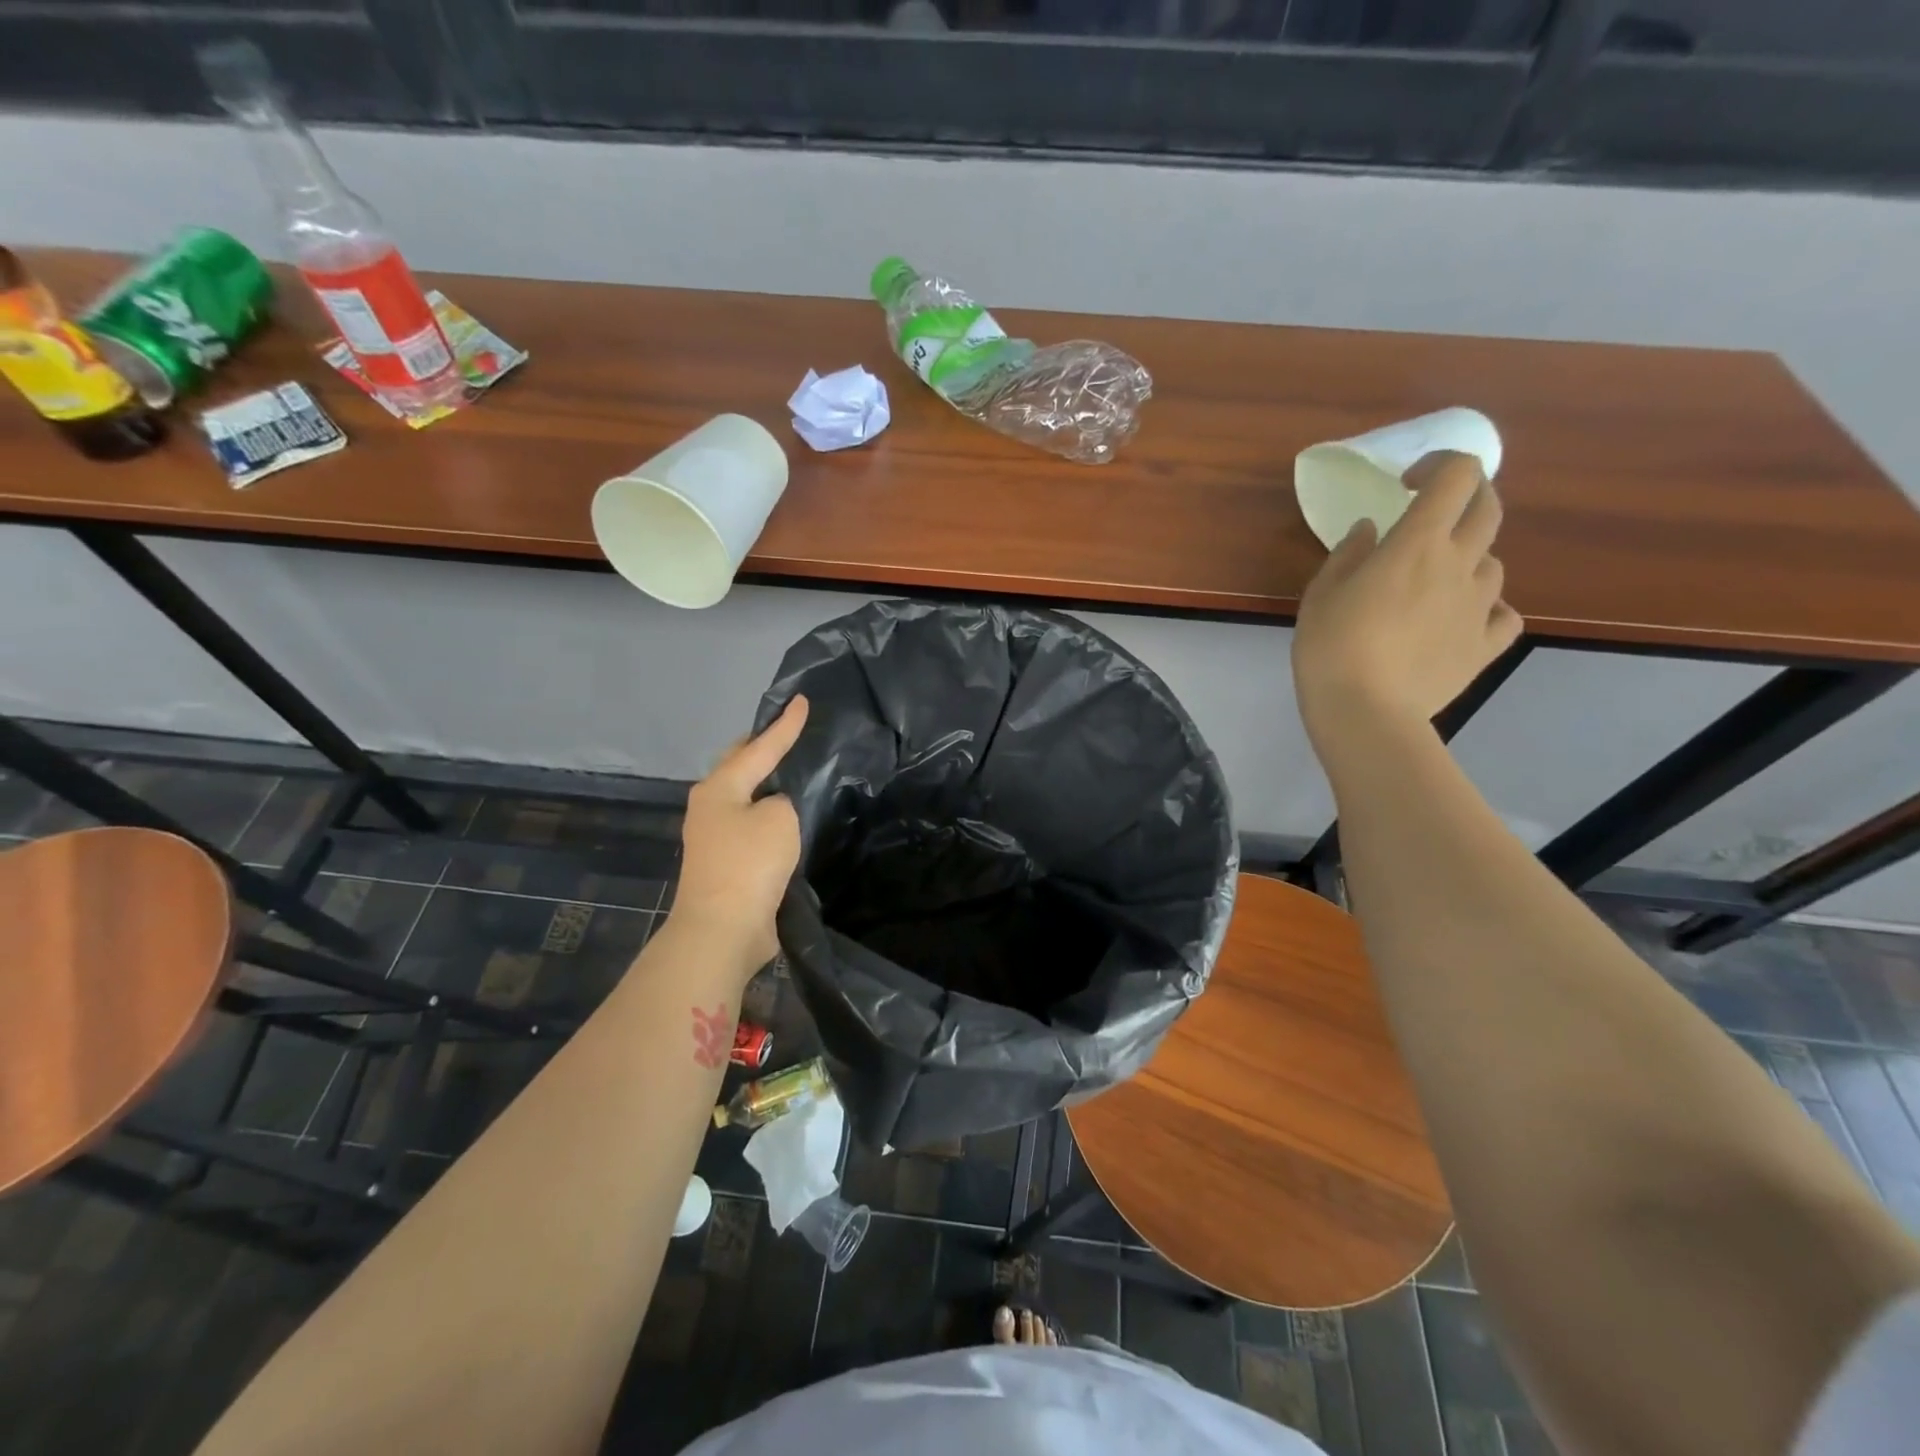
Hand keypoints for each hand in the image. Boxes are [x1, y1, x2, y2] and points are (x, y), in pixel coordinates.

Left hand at [670, 696, 808, 976]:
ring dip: (766, 783)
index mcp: (720, 787)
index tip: (802, 699)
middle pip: (740, 766)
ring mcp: (714, 836)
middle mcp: (711, 806)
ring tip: (794, 769)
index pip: (760, 747)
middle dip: (763, 747)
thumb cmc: (750, 863)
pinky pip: (751, 826)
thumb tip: (775, 809)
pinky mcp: (725, 863)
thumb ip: (783, 801)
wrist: (722, 929)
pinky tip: (788, 816)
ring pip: (746, 796)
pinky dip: (769, 814)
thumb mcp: (780, 818)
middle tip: (790, 731)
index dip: (785, 725)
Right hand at [1292, 451, 1521, 749]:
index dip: (1438, 466)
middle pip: (1488, 508)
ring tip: (1432, 583)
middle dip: (1465, 498)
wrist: (1365, 712)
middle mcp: (1460, 564)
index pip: (1456, 475)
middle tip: (1431, 516)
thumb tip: (1372, 530)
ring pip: (1493, 562)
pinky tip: (1462, 619)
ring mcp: (1479, 606)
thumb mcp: (1321, 593)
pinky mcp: (1485, 645)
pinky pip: (1503, 615)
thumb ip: (1349, 554)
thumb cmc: (1331, 646)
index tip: (1406, 484)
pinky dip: (1487, 609)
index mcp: (1418, 543)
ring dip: (1468, 559)